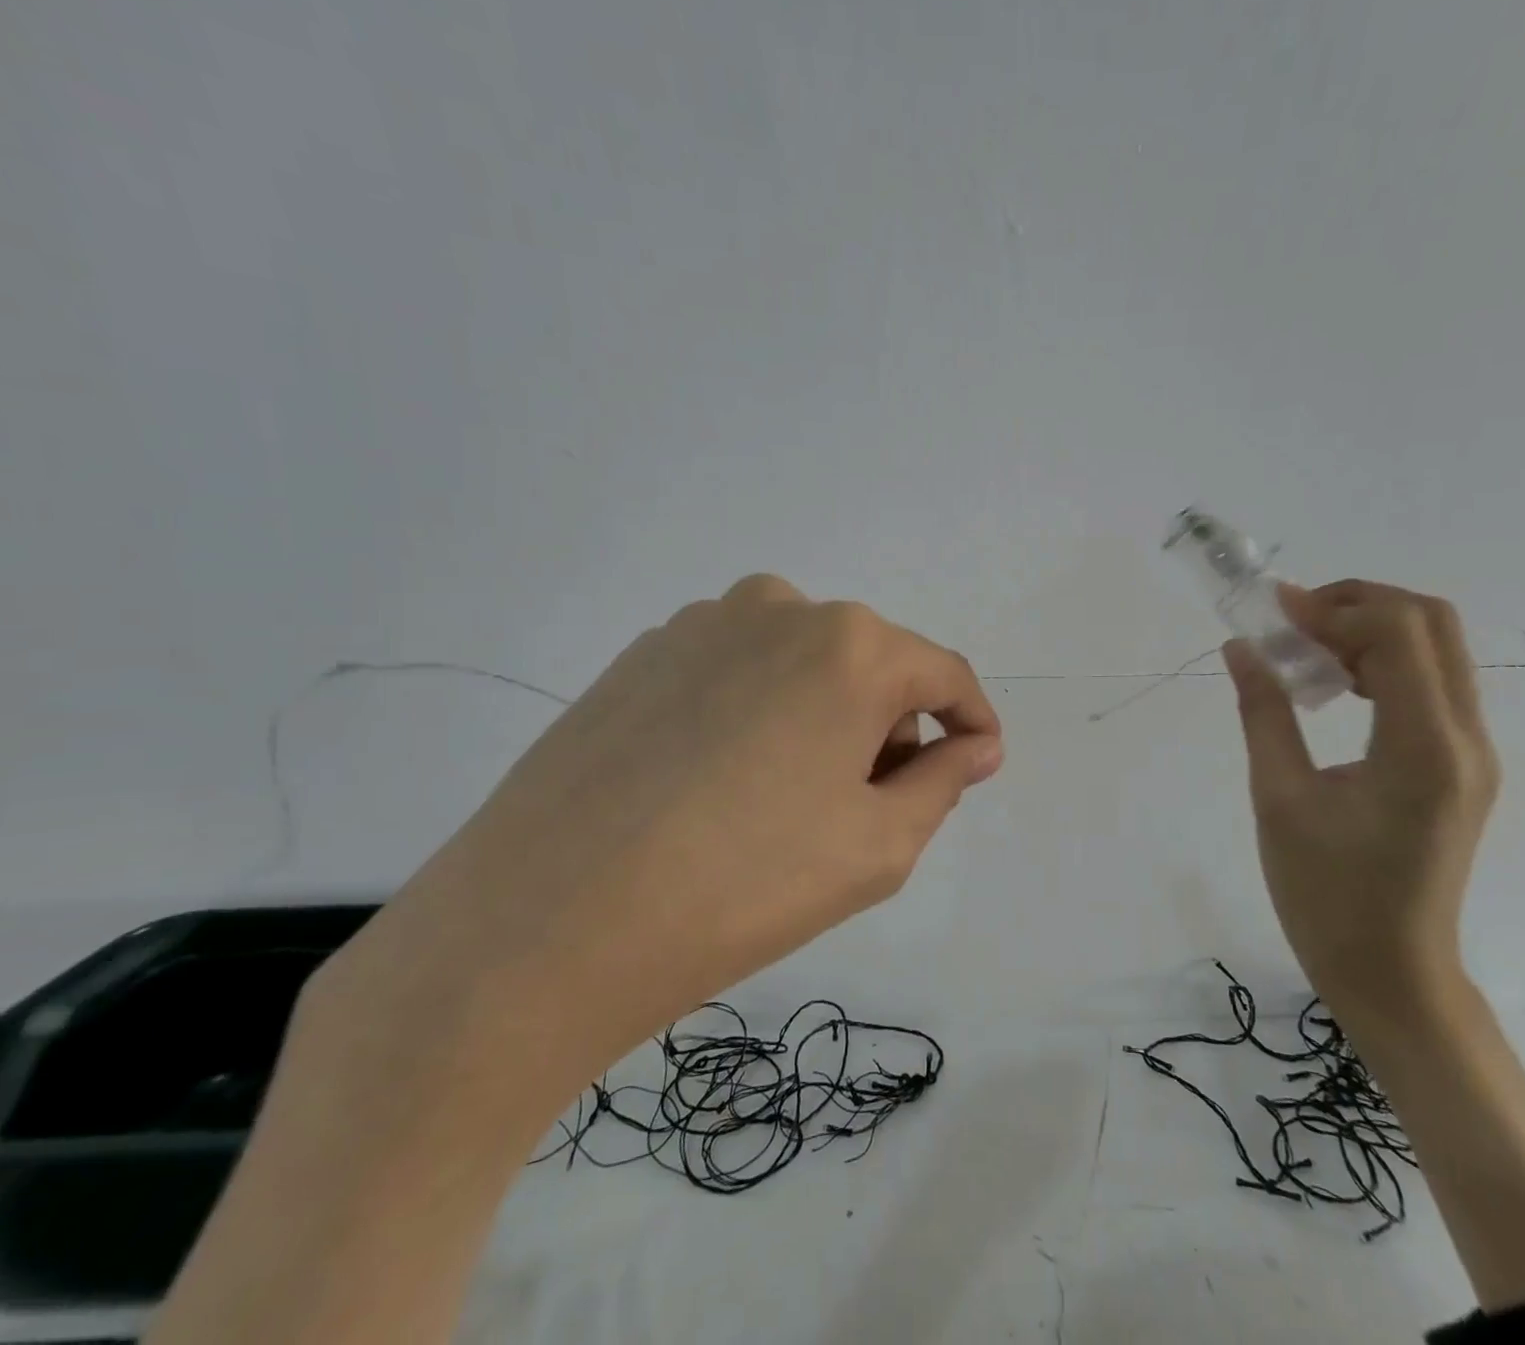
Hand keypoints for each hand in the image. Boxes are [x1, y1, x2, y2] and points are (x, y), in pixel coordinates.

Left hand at [307, 574, 1002, 1115]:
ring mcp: (701, 624)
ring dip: (823, 717)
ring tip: (784, 802)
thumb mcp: (878, 846)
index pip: (945, 673)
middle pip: (872, 665)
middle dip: (889, 728)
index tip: (976, 763)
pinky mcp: (643, 653)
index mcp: (849, 644)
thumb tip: (976, 744)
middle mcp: (780, 608)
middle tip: (864, 809)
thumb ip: (944, 780)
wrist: (540, 926)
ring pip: (803, 664)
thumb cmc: (742, 886)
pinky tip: (718, 785)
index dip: (972, 721)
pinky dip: (758, 715)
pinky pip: (737, 673)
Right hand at [1222, 580, 1498, 1017]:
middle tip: (1292, 623)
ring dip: (1370, 632)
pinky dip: (1384, 664)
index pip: (1397, 633)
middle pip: (1432, 623)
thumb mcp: (1279, 798)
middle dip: (1358, 604)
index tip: (1272, 612)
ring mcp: (1473, 753)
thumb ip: (1263, 713)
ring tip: (1306, 653)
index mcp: (1422, 748)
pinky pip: (1432, 685)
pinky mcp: (1463, 766)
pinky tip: (1335, 689)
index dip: (1332, 608)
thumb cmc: (1326, 895)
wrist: (1393, 974)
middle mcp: (1466, 739)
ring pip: (1436, 650)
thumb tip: (1241, 648)